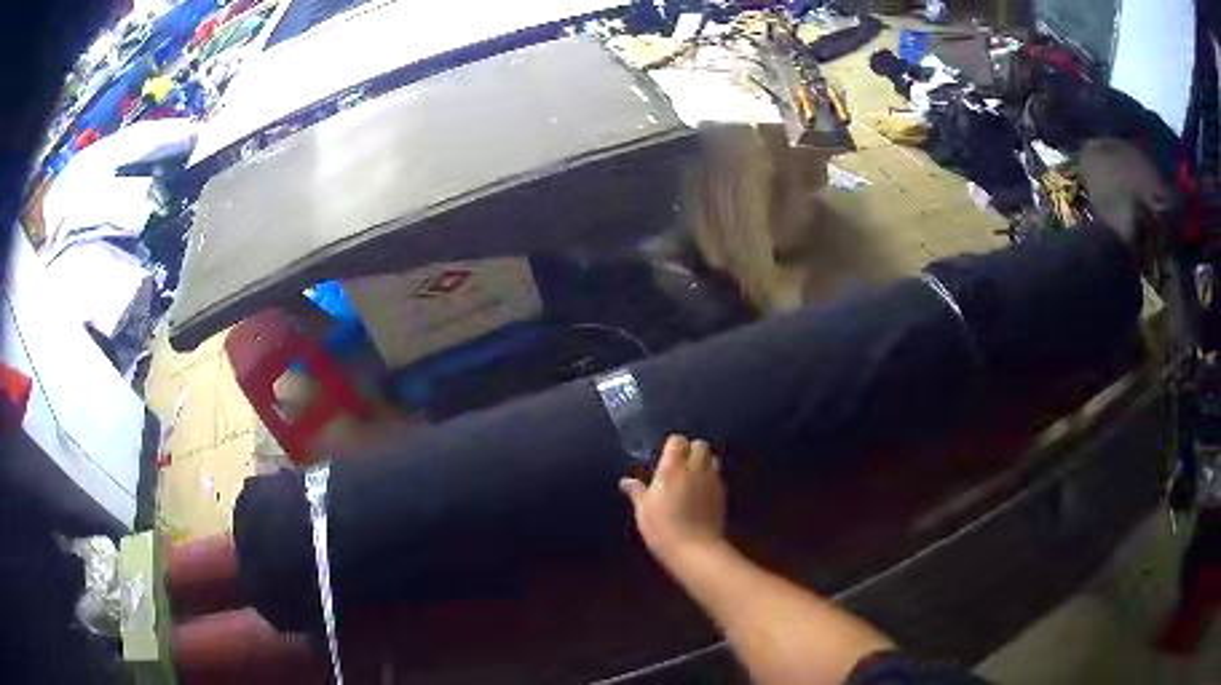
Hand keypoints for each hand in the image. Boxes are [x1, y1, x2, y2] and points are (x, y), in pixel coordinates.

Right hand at [620, 435, 725, 565]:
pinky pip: (717, 477)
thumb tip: (626, 481)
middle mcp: (695, 469)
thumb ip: (637, 492)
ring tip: (692, 477)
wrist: (695, 549)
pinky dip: (710, 479)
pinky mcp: (723, 494)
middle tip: (680, 466)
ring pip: (713, 459)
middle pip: (700, 445)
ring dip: (704, 462)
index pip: (677, 440)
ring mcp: (712, 481)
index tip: (665, 458)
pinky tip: (701, 493)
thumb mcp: (643, 510)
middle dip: (691, 450)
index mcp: (673, 468)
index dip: (672, 446)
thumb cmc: (663, 528)